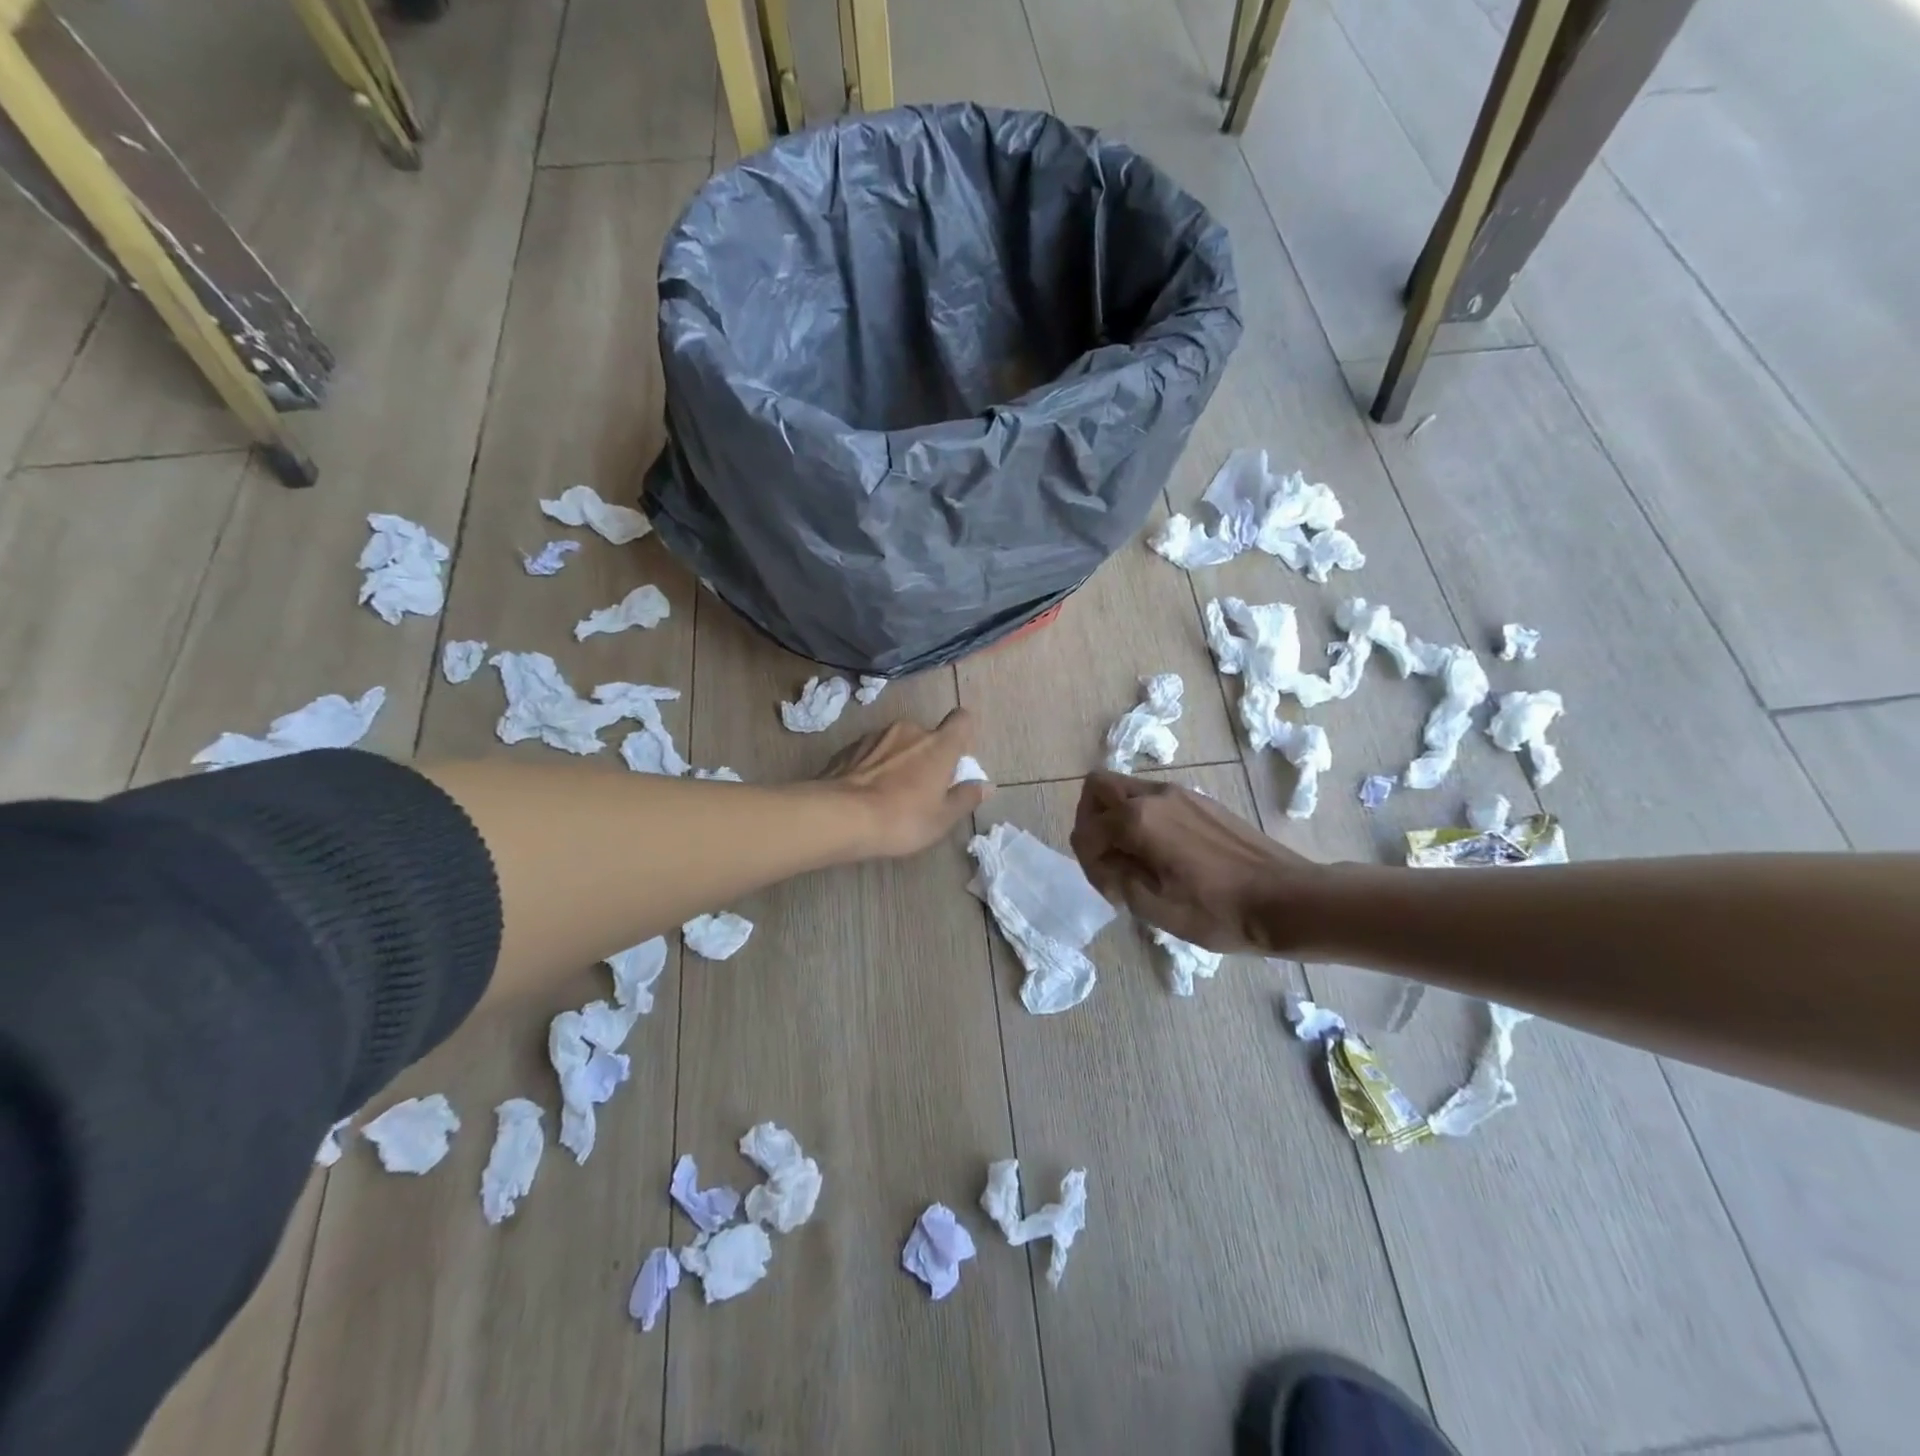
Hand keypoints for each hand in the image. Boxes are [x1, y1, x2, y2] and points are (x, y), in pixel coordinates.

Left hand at [821, 708, 988, 858]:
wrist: (840, 817)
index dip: (962, 733)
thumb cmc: (902, 819)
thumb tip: (985, 785)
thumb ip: (965, 798)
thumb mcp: (942, 818)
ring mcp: (875, 736)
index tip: (957, 757)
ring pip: (896, 743)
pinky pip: (871, 753)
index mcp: (938, 745)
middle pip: (927, 736)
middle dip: (926, 755)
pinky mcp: (849, 747)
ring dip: (898, 760)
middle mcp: (909, 730)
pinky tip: (865, 793)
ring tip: (889, 793)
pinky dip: (873, 766)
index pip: (961, 720)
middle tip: (921, 788)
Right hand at [1070, 770, 1322, 952]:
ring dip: (1116, 816)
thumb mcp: (1154, 907)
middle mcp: (1155, 795)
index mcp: (1138, 820)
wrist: (1286, 900)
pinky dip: (1142, 817)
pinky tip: (1164, 854)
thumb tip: (1104, 861)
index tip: (1111, 890)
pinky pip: (1154, 798)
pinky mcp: (1201, 801)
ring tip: (1134, 858)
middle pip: (1098, 787)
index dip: (1089, 862)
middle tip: (1106, 857)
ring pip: (1127, 788)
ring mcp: (1180, 793)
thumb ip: (1115, 877)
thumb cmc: (1218, 911)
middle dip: (1090, 820)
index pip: (1086, 830)